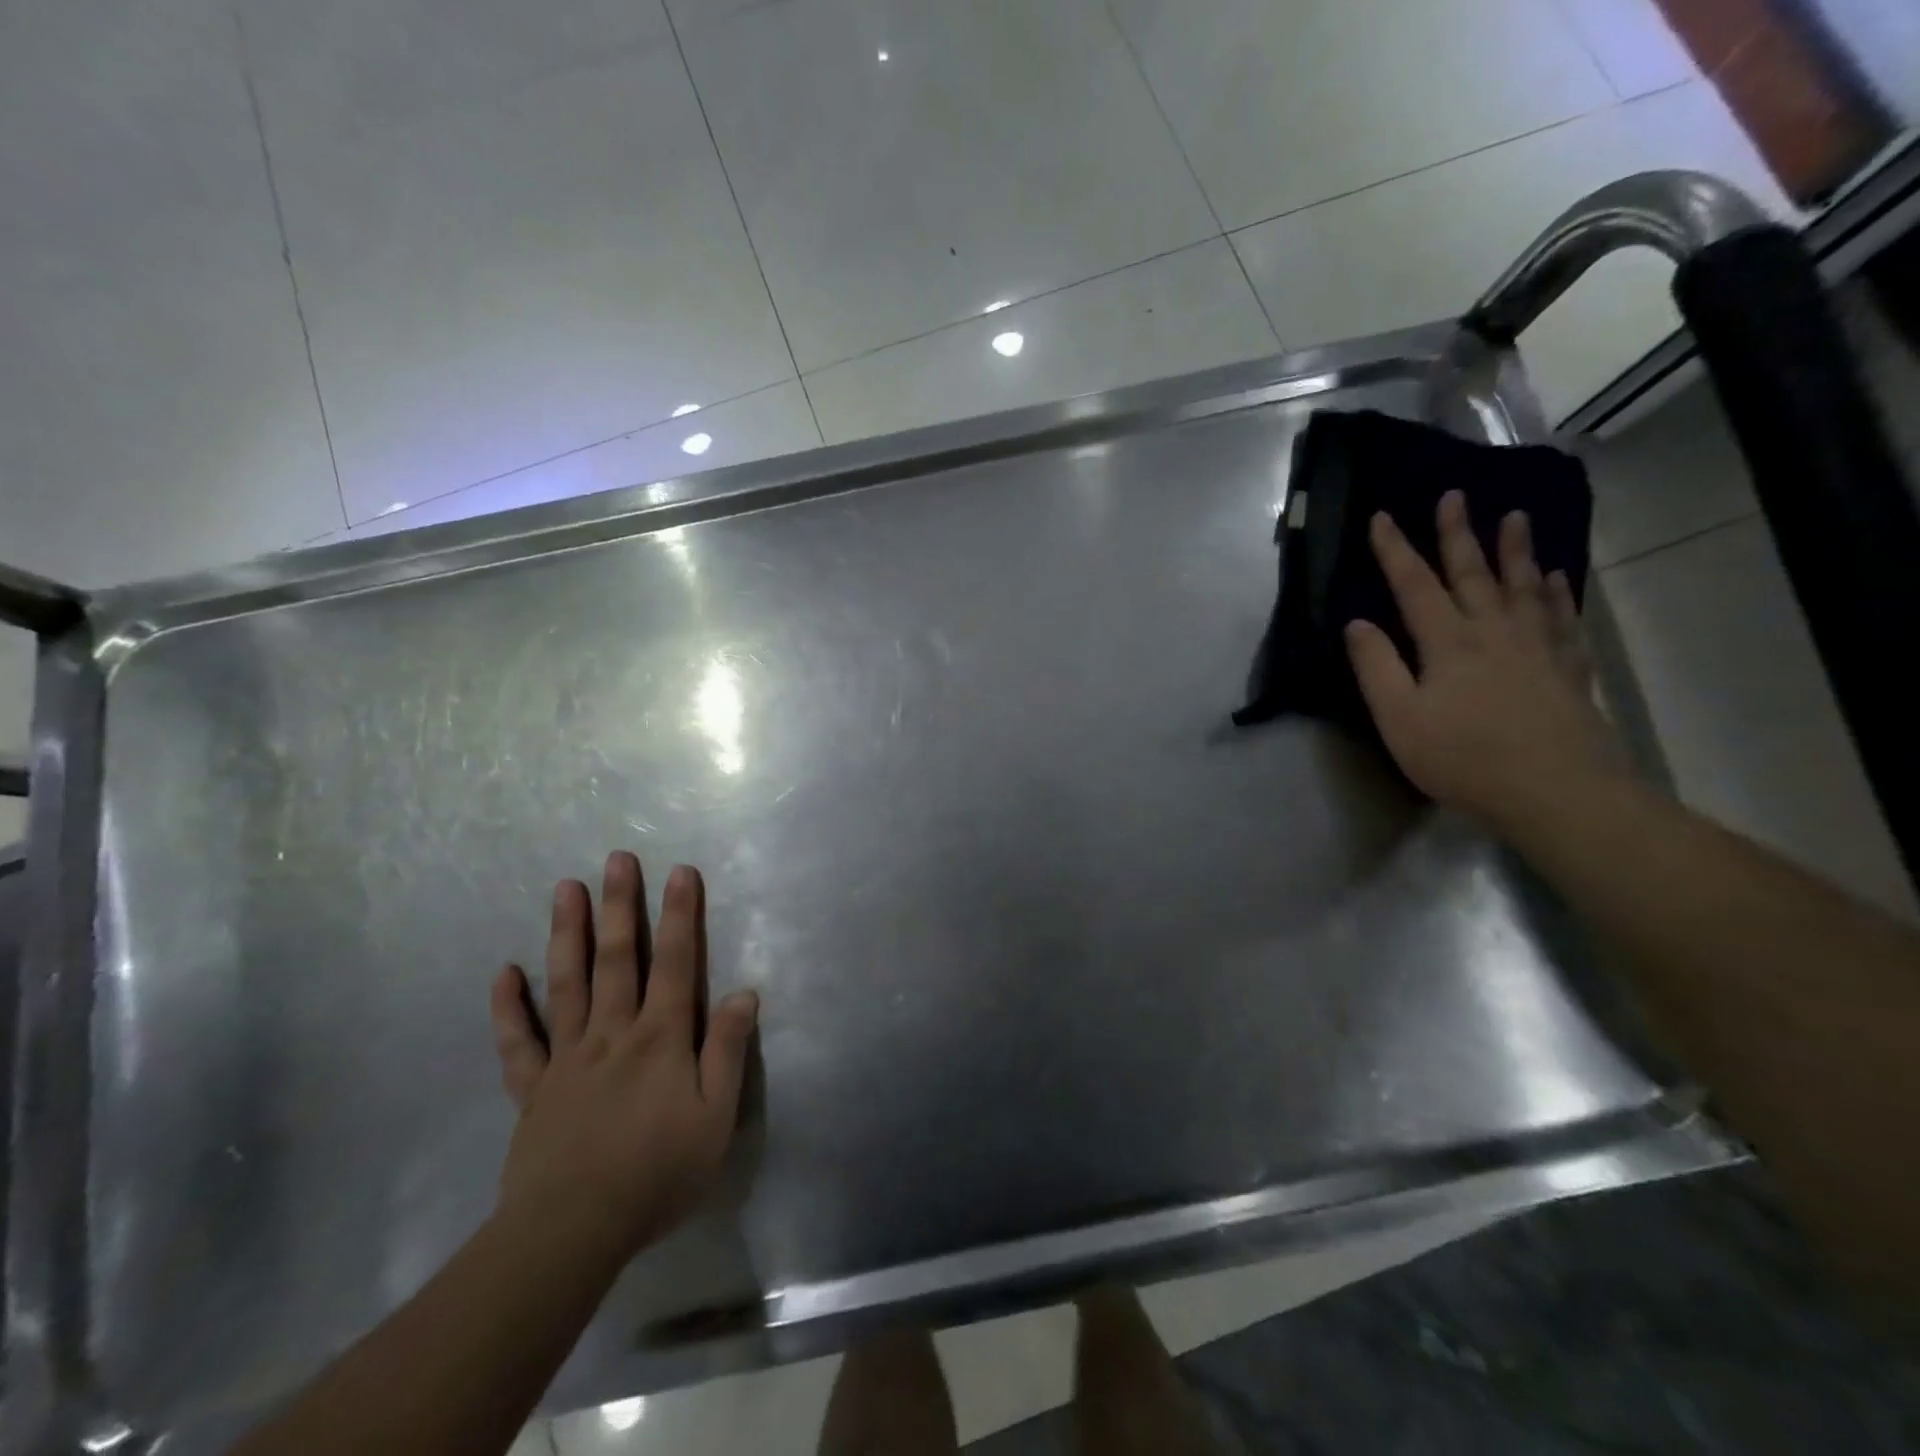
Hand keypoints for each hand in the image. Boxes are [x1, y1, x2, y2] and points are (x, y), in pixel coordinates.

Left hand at [488, 853, 758, 1263]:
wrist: (572, 1232)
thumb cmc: (657, 1173)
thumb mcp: (716, 1117)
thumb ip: (729, 1051)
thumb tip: (744, 993)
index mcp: (661, 1037)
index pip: (676, 963)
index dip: (680, 916)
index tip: (680, 872)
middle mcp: (613, 1033)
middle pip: (618, 958)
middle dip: (620, 906)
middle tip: (617, 859)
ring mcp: (568, 1057)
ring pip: (567, 984)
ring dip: (567, 934)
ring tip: (566, 889)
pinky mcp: (533, 1088)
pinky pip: (518, 1042)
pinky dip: (509, 1007)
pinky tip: (504, 973)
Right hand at [1344, 490, 1622, 830]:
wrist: (1557, 791)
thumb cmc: (1463, 757)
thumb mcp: (1399, 718)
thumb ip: (1376, 667)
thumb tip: (1357, 623)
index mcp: (1448, 642)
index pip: (1414, 585)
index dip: (1395, 550)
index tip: (1383, 516)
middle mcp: (1494, 631)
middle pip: (1473, 573)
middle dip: (1459, 533)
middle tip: (1456, 495)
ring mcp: (1537, 647)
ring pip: (1523, 586)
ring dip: (1516, 550)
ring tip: (1516, 517)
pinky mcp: (1568, 669)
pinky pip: (1561, 617)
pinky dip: (1555, 592)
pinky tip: (1555, 578)